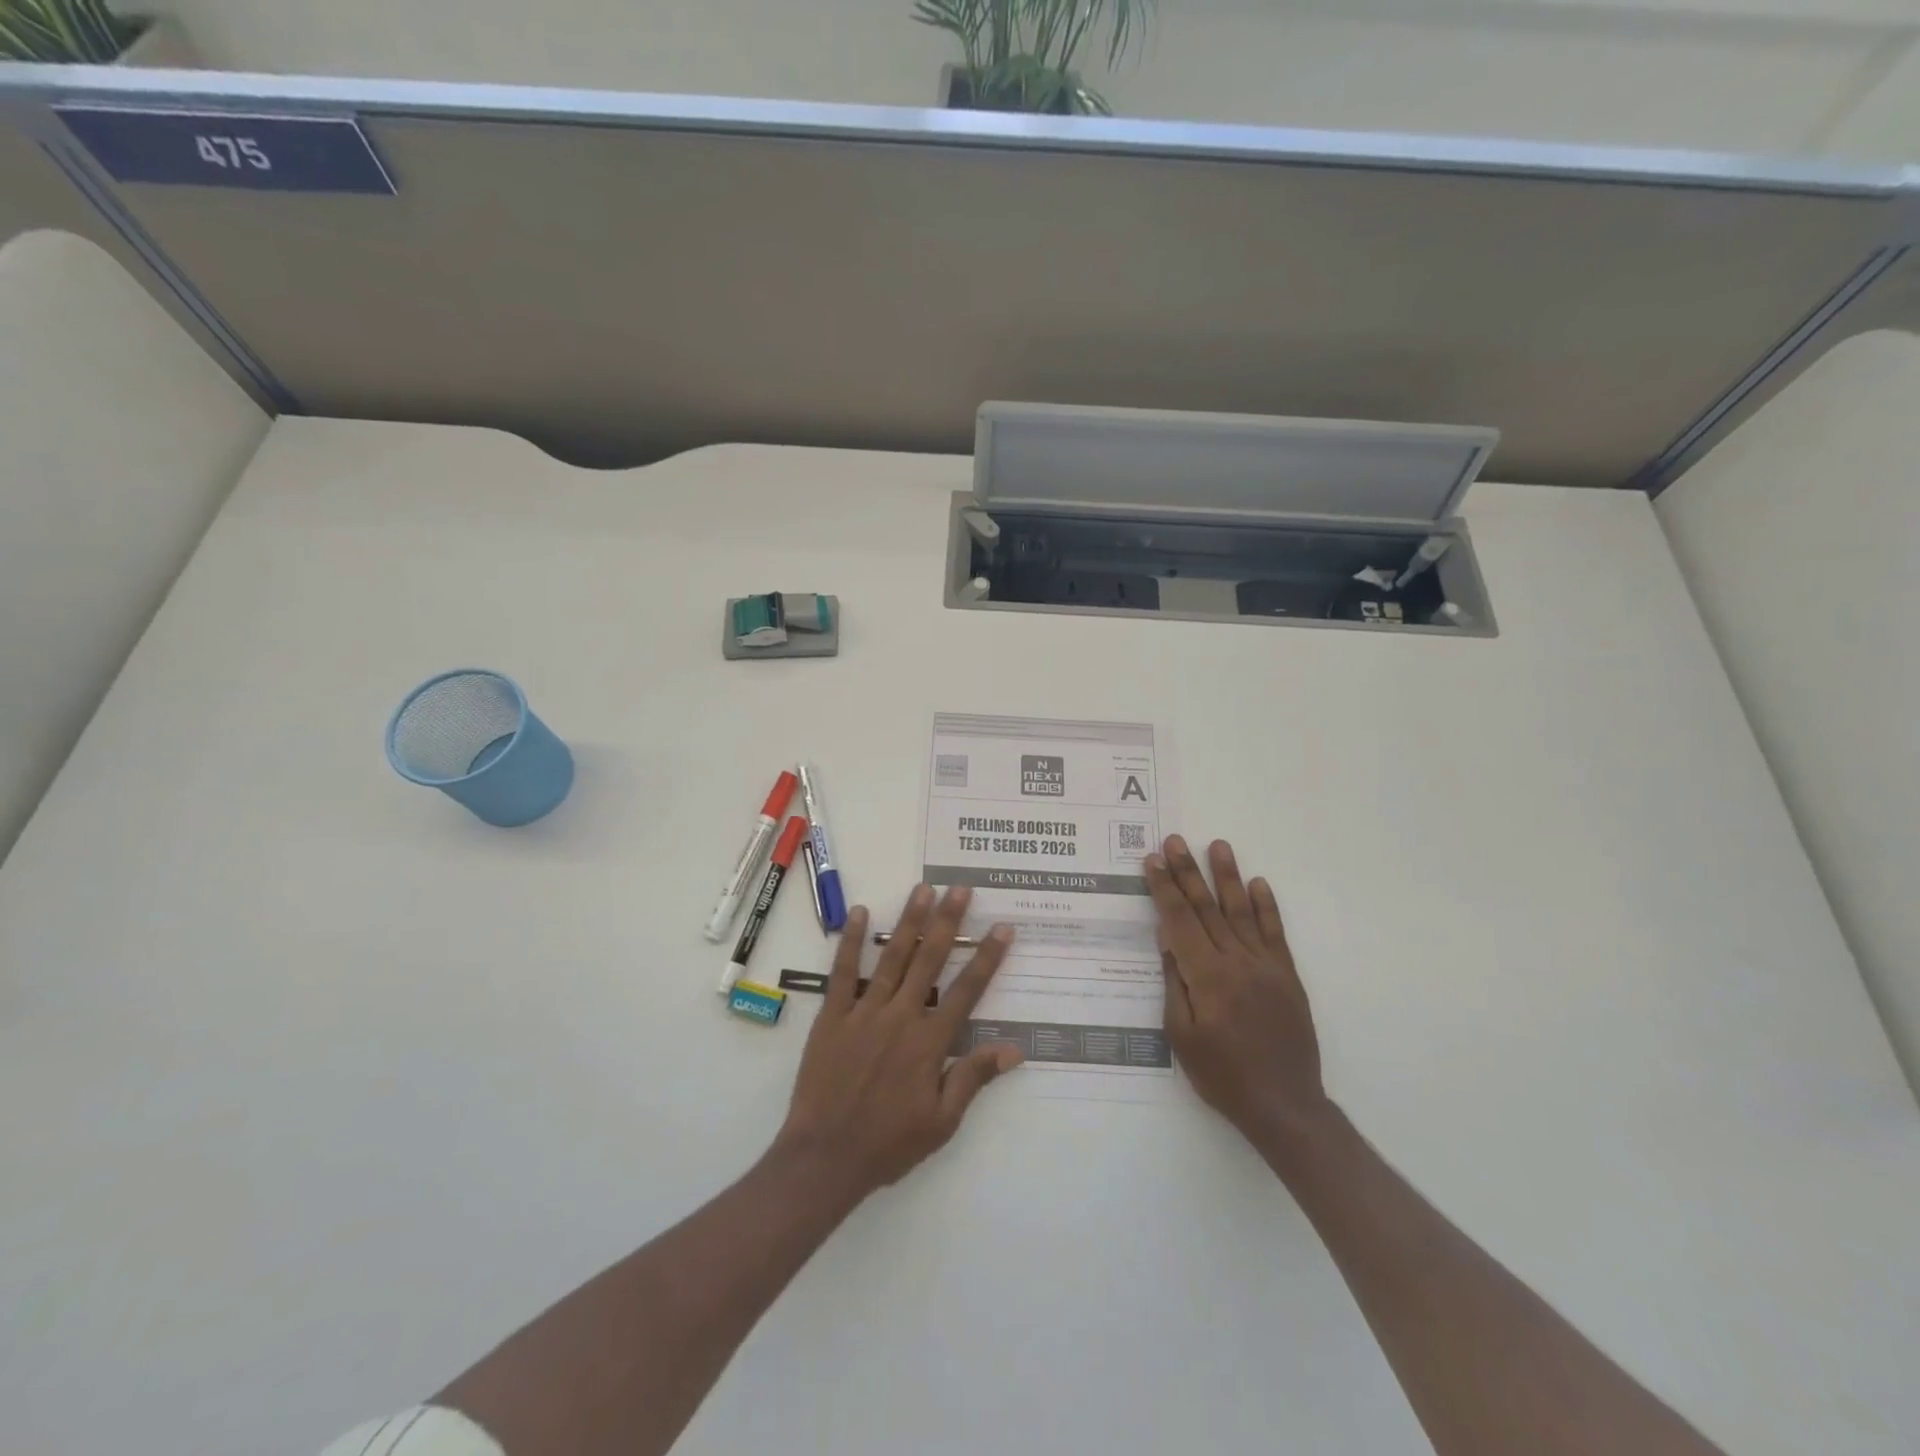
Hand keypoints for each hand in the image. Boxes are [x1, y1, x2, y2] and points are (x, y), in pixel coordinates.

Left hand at [775, 885, 1022, 1203]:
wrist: (825, 1157)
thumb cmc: (888, 1144)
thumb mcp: (941, 1122)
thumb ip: (973, 1078)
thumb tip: (1014, 1049)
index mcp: (930, 1042)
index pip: (967, 990)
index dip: (987, 958)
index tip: (1002, 928)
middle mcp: (901, 1016)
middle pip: (930, 960)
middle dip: (948, 922)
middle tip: (961, 889)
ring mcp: (865, 1012)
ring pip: (893, 957)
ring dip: (909, 921)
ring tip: (923, 889)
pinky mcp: (833, 1016)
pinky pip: (843, 972)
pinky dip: (852, 942)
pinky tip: (860, 914)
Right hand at [1149, 836, 1330, 1154]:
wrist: (1285, 1106)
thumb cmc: (1223, 1076)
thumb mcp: (1182, 1037)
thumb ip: (1175, 985)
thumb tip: (1168, 942)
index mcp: (1208, 977)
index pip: (1180, 920)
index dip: (1165, 888)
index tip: (1153, 860)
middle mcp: (1238, 962)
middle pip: (1208, 908)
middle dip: (1188, 872)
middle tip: (1175, 840)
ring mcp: (1267, 967)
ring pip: (1242, 912)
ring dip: (1228, 877)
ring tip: (1218, 845)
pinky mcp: (1287, 977)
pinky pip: (1275, 934)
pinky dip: (1266, 907)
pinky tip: (1258, 884)